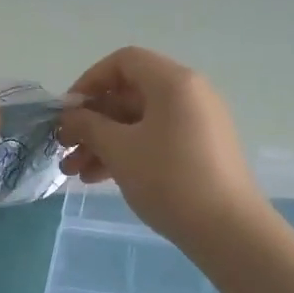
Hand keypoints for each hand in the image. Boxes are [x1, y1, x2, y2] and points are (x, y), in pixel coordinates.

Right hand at [58, 47, 267, 249]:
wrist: (228, 231)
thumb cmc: (169, 179)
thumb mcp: (119, 150)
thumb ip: (88, 125)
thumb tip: (70, 116)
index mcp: (173, 82)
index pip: (123, 62)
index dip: (89, 81)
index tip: (68, 111)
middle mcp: (189, 93)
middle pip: (129, 94)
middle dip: (92, 121)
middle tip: (64, 146)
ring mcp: (197, 122)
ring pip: (139, 121)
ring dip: (104, 141)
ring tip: (74, 172)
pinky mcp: (200, 150)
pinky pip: (155, 138)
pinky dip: (128, 151)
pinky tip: (99, 178)